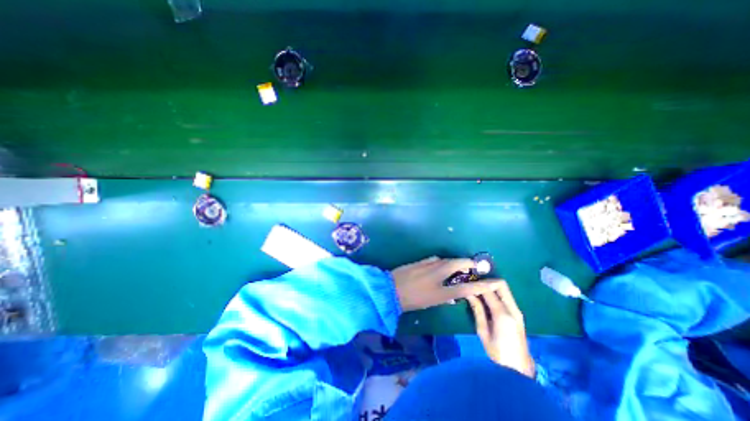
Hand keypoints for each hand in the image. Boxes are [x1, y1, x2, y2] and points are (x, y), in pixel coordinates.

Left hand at [394, 257, 502, 312]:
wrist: (391, 290)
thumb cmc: (411, 301)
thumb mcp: (430, 303)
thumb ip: (445, 297)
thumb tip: (454, 294)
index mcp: (440, 291)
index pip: (466, 288)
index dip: (481, 285)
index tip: (493, 281)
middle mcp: (436, 275)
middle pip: (457, 264)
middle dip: (468, 263)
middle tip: (473, 265)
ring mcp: (428, 265)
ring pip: (446, 260)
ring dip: (454, 261)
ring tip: (458, 265)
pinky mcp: (420, 260)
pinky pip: (435, 259)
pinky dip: (442, 261)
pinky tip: (441, 264)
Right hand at [467, 283, 535, 378]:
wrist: (518, 369)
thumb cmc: (497, 352)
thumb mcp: (482, 331)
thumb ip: (477, 310)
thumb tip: (469, 293)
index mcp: (503, 315)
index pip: (489, 290)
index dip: (477, 284)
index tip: (466, 283)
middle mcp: (513, 309)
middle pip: (501, 284)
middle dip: (486, 281)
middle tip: (473, 285)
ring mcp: (517, 311)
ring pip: (504, 288)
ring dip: (491, 286)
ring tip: (477, 290)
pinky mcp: (517, 313)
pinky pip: (505, 296)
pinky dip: (495, 292)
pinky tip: (485, 298)